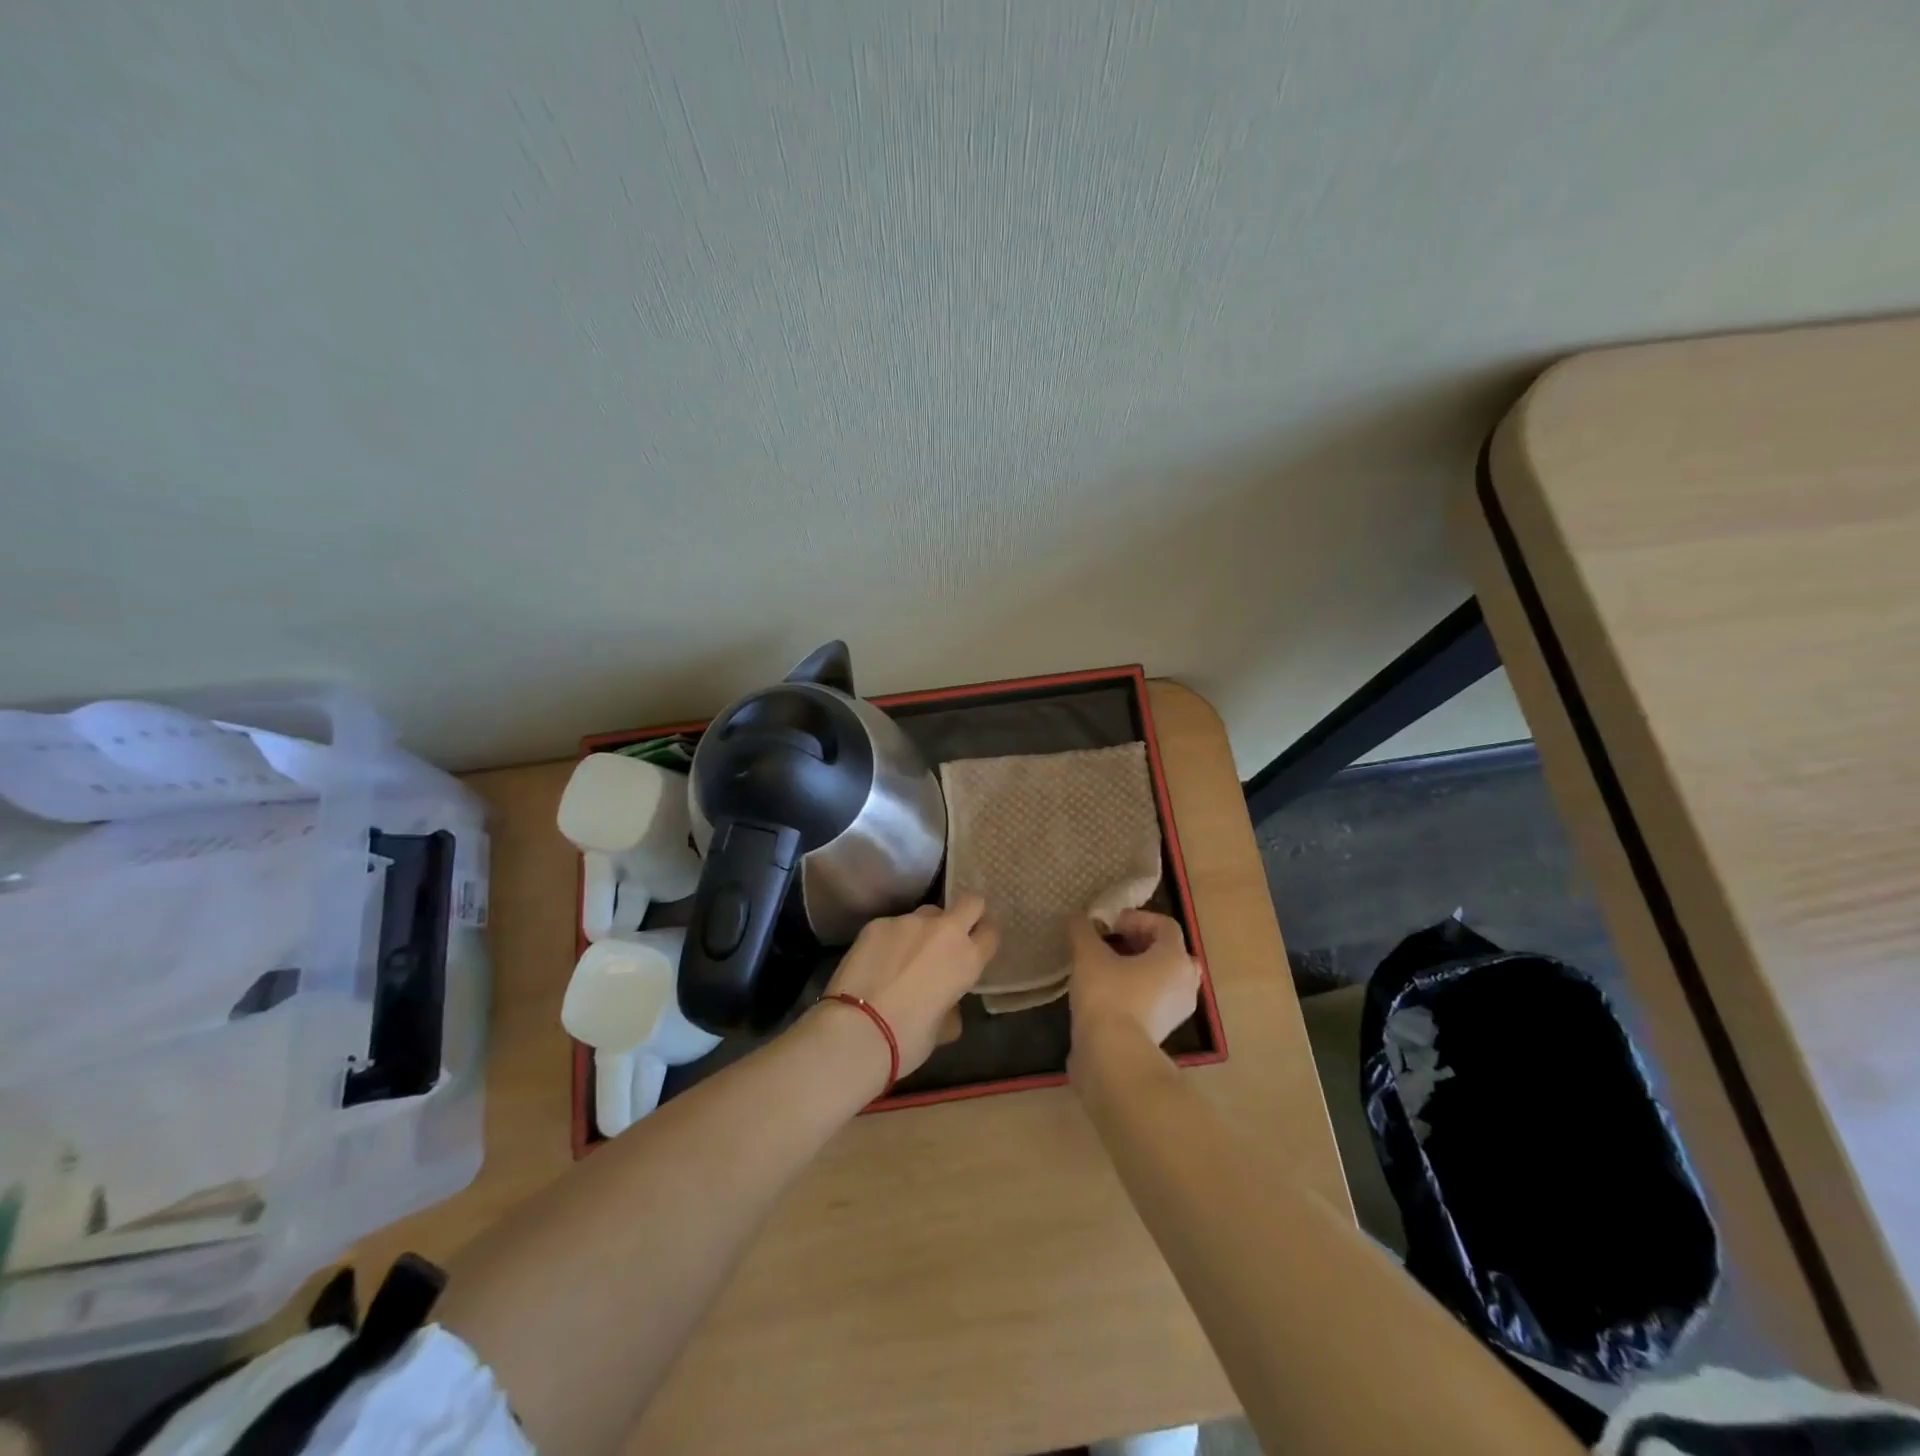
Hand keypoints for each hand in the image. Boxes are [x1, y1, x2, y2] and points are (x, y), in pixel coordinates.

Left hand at [820, 893, 998, 1078]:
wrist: (856, 1030)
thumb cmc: (907, 1039)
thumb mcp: (941, 1031)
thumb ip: (951, 1009)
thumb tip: (947, 1007)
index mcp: (967, 959)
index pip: (991, 932)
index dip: (984, 939)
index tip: (976, 949)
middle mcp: (943, 931)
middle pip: (970, 903)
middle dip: (966, 915)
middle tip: (952, 938)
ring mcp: (908, 922)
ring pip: (927, 913)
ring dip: (924, 929)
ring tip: (906, 955)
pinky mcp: (878, 923)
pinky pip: (893, 925)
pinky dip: (891, 940)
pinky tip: (877, 963)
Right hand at [1068, 909, 1199, 1046]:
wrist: (1113, 1058)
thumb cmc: (1108, 996)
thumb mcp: (1088, 955)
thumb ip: (1083, 930)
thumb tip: (1078, 917)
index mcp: (1174, 958)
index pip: (1165, 926)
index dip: (1137, 918)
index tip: (1109, 924)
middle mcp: (1185, 983)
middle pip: (1168, 952)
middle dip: (1140, 943)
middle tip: (1111, 944)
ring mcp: (1177, 1011)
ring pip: (1162, 979)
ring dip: (1138, 969)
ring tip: (1106, 969)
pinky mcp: (1163, 1033)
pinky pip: (1154, 1002)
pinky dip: (1136, 993)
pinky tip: (1107, 995)